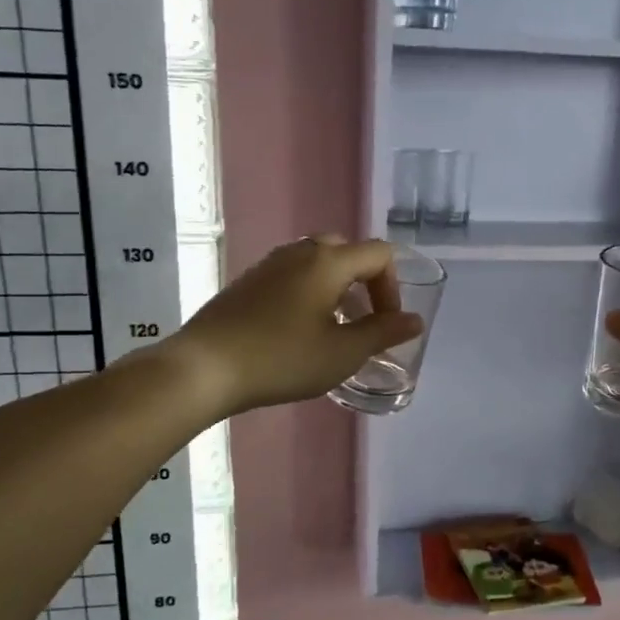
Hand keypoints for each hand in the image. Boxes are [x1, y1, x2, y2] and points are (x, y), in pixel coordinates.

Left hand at [172, 236, 423, 415]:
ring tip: (333, 328)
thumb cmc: (282, 359)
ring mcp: (269, 265)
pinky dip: (308, 292)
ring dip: (336, 288)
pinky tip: (297, 331)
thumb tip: (415, 320)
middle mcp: (299, 252)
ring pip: (316, 262)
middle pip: (346, 251)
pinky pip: (291, 275)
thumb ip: (383, 333)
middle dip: (364, 282)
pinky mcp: (247, 282)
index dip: (393, 287)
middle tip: (362, 320)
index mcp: (328, 261)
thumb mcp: (342, 353)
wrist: (205, 367)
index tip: (385, 324)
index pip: (378, 254)